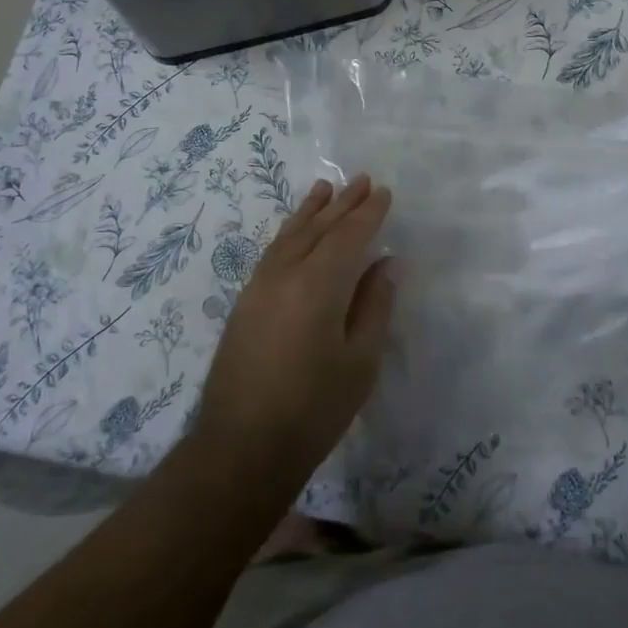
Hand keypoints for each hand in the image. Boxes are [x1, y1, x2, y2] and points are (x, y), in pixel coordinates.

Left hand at [194, 176, 397, 486]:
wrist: (241, 447)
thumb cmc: (313, 408)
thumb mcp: (359, 361)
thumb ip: (374, 305)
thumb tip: (387, 263)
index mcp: (318, 284)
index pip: (348, 236)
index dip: (369, 213)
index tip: (385, 193)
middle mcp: (285, 273)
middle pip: (318, 228)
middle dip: (343, 203)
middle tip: (363, 180)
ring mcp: (259, 286)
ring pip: (290, 235)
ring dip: (311, 210)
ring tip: (325, 188)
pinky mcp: (245, 302)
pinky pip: (273, 251)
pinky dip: (290, 232)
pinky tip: (295, 231)